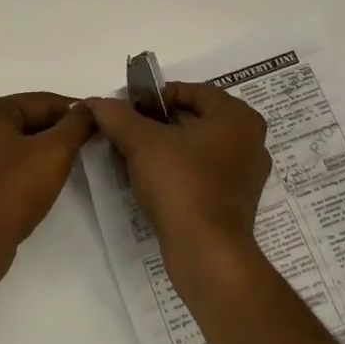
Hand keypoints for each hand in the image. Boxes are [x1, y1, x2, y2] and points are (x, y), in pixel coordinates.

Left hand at [0, 92, 95, 291]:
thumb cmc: (11, 189)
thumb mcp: (54, 152)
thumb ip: (76, 125)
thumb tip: (90, 107)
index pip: (41, 102)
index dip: (75, 111)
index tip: (102, 121)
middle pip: (27, 121)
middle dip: (59, 132)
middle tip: (92, 143)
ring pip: (16, 145)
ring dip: (43, 152)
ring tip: (74, 163)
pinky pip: (5, 166)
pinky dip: (26, 169)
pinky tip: (45, 182)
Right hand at [86, 83, 271, 279]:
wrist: (206, 253)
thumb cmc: (181, 183)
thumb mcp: (141, 142)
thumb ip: (117, 116)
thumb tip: (95, 102)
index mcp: (238, 117)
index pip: (191, 90)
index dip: (155, 96)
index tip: (127, 109)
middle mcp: (250, 141)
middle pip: (193, 119)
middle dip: (156, 123)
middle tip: (123, 130)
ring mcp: (244, 175)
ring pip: (195, 148)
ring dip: (162, 148)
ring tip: (129, 155)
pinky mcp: (233, 203)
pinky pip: (200, 174)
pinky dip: (175, 171)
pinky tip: (147, 180)